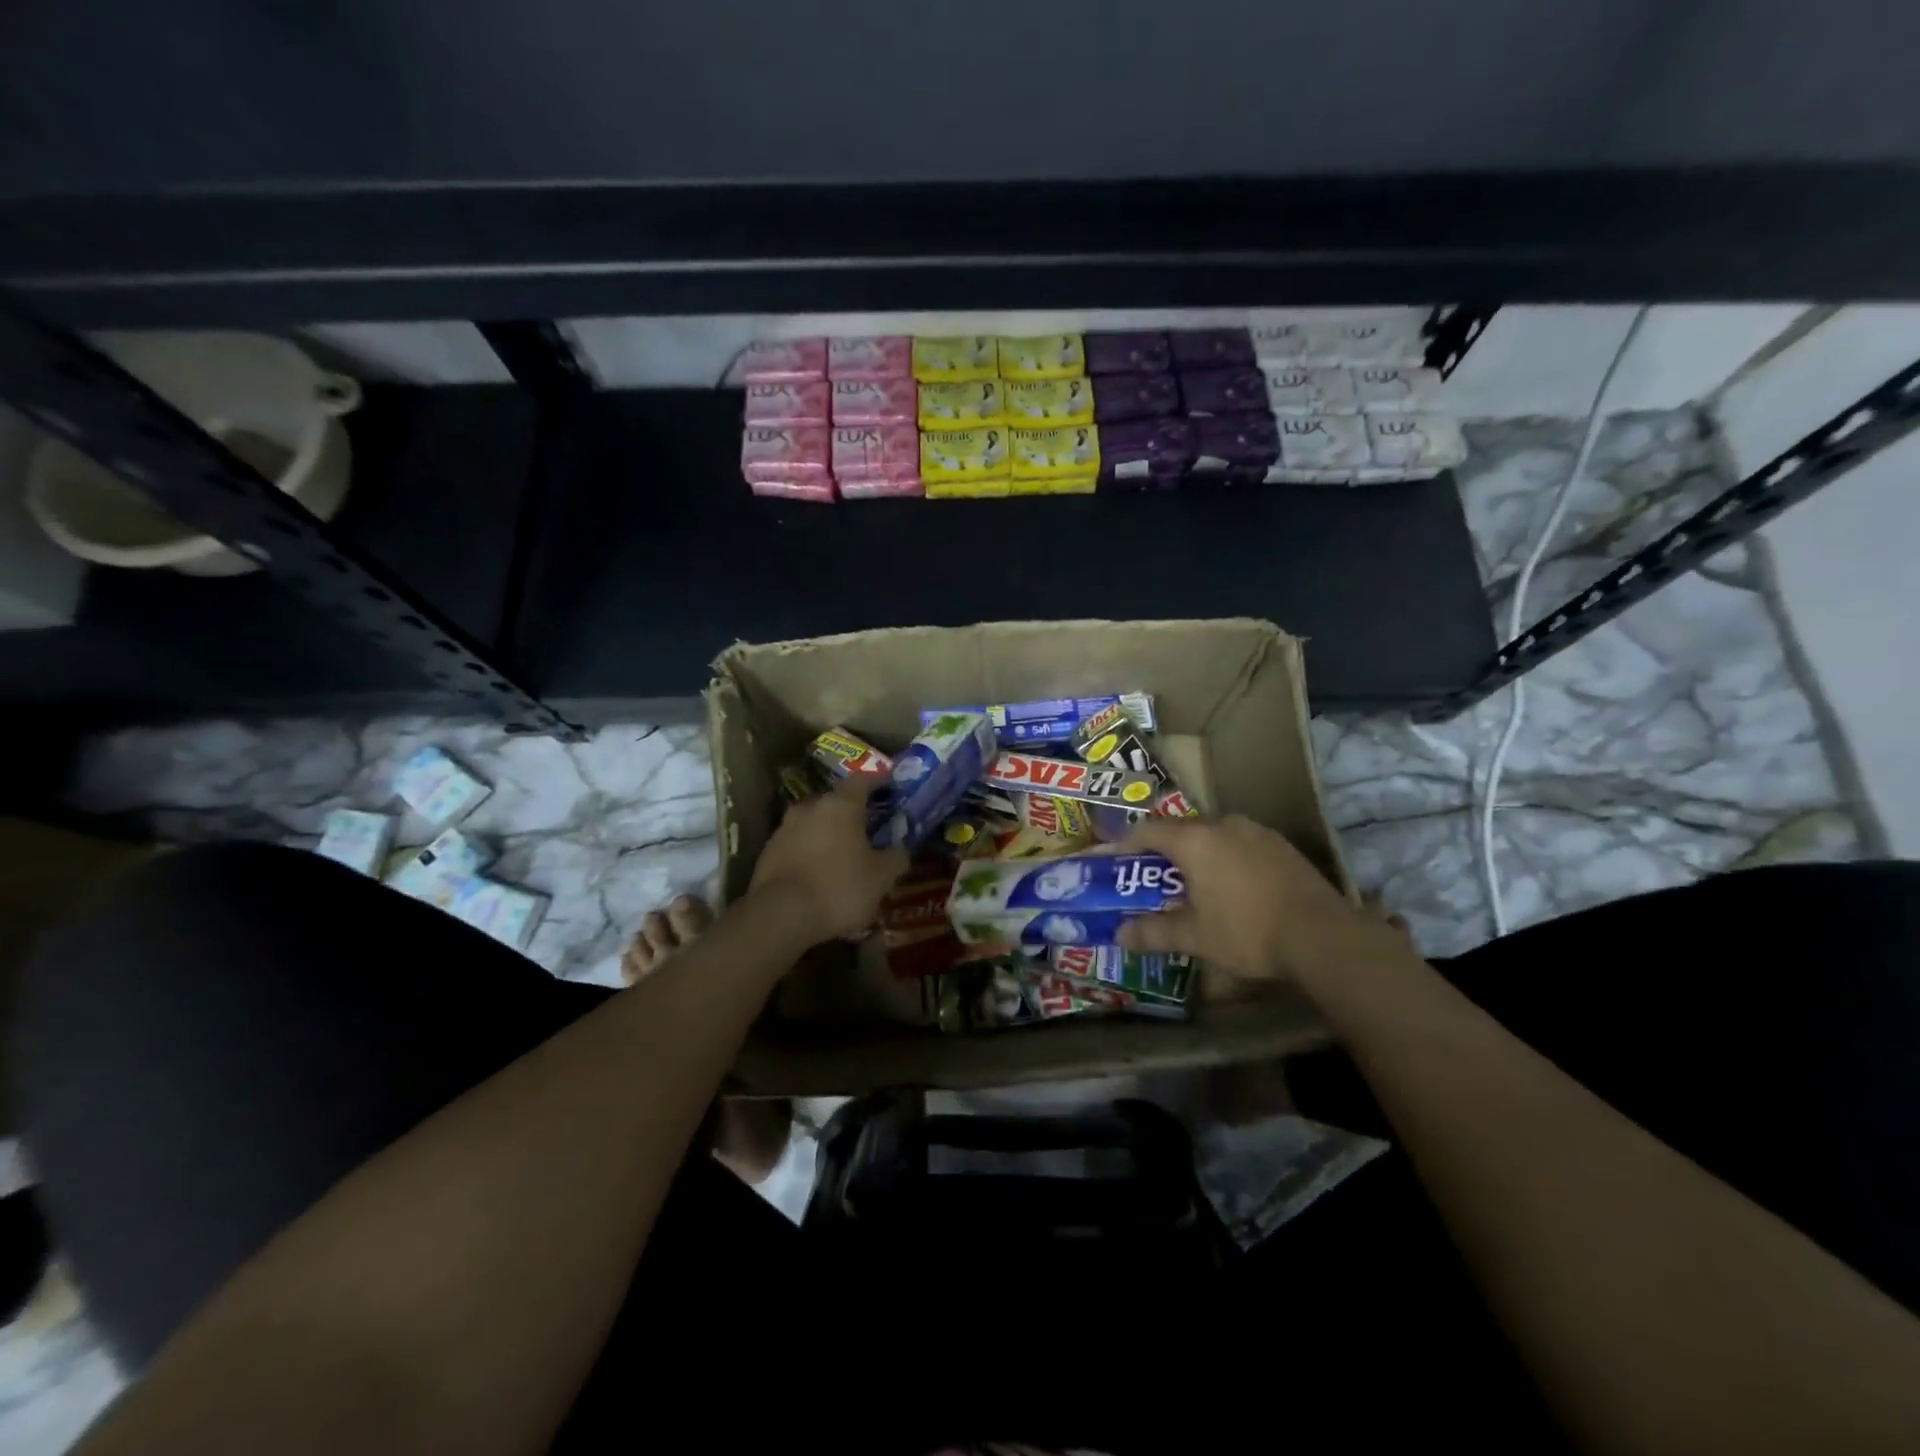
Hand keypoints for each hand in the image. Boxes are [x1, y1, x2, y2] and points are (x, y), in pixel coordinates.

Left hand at [748, 776, 907, 942]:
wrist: (780, 916)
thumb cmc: (839, 888)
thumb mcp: (881, 878)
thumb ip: (895, 858)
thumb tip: (900, 850)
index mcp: (841, 805)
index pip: (862, 780)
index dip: (878, 783)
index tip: (890, 790)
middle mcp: (810, 808)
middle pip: (835, 801)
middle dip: (852, 813)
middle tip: (867, 830)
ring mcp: (785, 828)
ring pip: (814, 823)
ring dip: (828, 833)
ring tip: (842, 855)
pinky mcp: (768, 851)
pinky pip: (796, 844)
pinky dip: (810, 852)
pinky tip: (818, 873)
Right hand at [1117, 814, 1398, 987]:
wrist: (1323, 936)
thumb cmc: (1247, 931)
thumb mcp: (1195, 936)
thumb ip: (1154, 931)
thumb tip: (1120, 935)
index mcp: (1195, 840)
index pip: (1147, 830)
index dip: (1125, 844)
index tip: (1113, 861)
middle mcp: (1223, 824)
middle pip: (1180, 831)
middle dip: (1162, 853)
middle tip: (1151, 879)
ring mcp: (1256, 832)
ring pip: (1213, 836)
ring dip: (1197, 855)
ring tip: (1191, 885)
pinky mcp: (1281, 845)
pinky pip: (1239, 844)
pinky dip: (1225, 859)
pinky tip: (1231, 887)